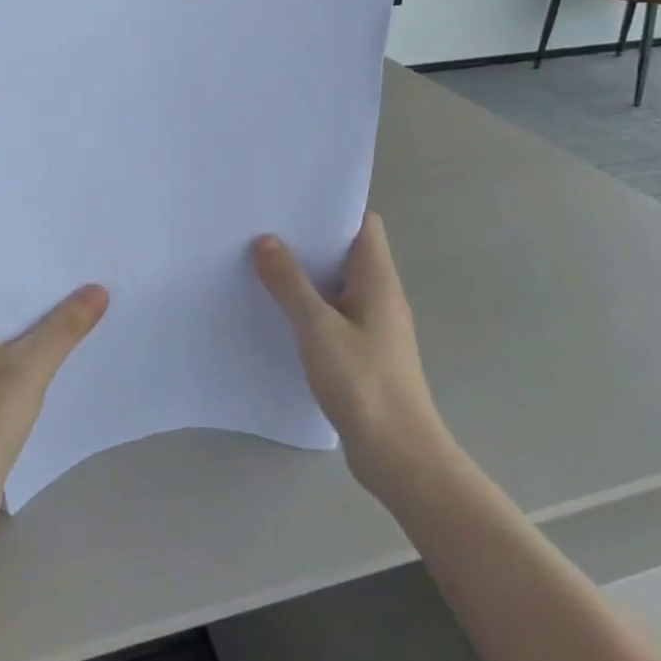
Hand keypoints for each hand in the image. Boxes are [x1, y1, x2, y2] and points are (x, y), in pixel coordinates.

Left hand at [0, 286, 109, 526]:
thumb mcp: (29, 368)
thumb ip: (65, 327)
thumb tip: (98, 289)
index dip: (32, 276)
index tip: (70, 268)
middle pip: (0, 312)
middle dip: (40, 305)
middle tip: (86, 288)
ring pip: (2, 341)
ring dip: (36, 335)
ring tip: (82, 317)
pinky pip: (0, 367)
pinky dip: (26, 361)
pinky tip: (60, 358)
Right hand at [254, 214, 445, 489]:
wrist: (399, 456)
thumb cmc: (363, 383)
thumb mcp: (318, 328)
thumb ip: (290, 284)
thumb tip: (266, 241)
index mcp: (378, 280)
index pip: (363, 225)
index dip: (332, 209)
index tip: (292, 204)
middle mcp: (380, 296)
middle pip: (346, 253)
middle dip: (308, 241)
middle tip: (263, 232)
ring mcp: (373, 326)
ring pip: (337, 286)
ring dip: (305, 277)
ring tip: (261, 267)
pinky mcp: (363, 354)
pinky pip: (333, 316)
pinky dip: (309, 309)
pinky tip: (278, 316)